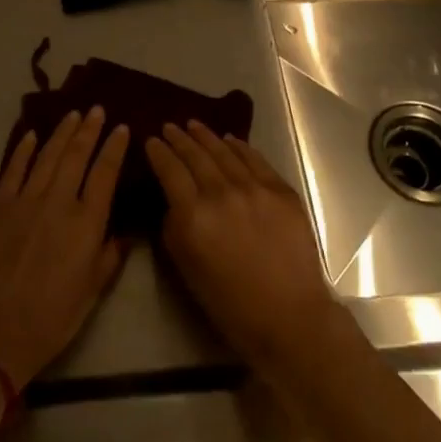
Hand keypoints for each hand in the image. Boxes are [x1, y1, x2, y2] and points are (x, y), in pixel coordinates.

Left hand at [0, 108, 129, 389]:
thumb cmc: (54, 316)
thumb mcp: (93, 290)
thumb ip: (110, 255)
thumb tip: (124, 231)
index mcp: (87, 223)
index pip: (105, 173)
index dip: (114, 148)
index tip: (122, 128)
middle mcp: (59, 202)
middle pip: (77, 155)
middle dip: (89, 130)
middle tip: (97, 110)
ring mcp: (26, 201)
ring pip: (48, 156)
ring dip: (62, 132)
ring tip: (73, 115)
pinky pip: (14, 170)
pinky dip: (24, 150)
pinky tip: (32, 135)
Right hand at [145, 121, 343, 374]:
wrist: (289, 316)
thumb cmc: (230, 303)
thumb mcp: (186, 267)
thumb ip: (174, 226)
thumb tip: (173, 199)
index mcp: (193, 216)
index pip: (169, 171)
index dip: (158, 152)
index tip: (151, 141)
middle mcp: (221, 193)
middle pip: (195, 155)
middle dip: (179, 139)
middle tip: (169, 127)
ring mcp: (254, 188)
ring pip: (224, 152)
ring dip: (206, 136)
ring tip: (194, 125)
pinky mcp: (281, 190)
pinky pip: (255, 160)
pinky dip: (239, 147)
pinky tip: (230, 140)